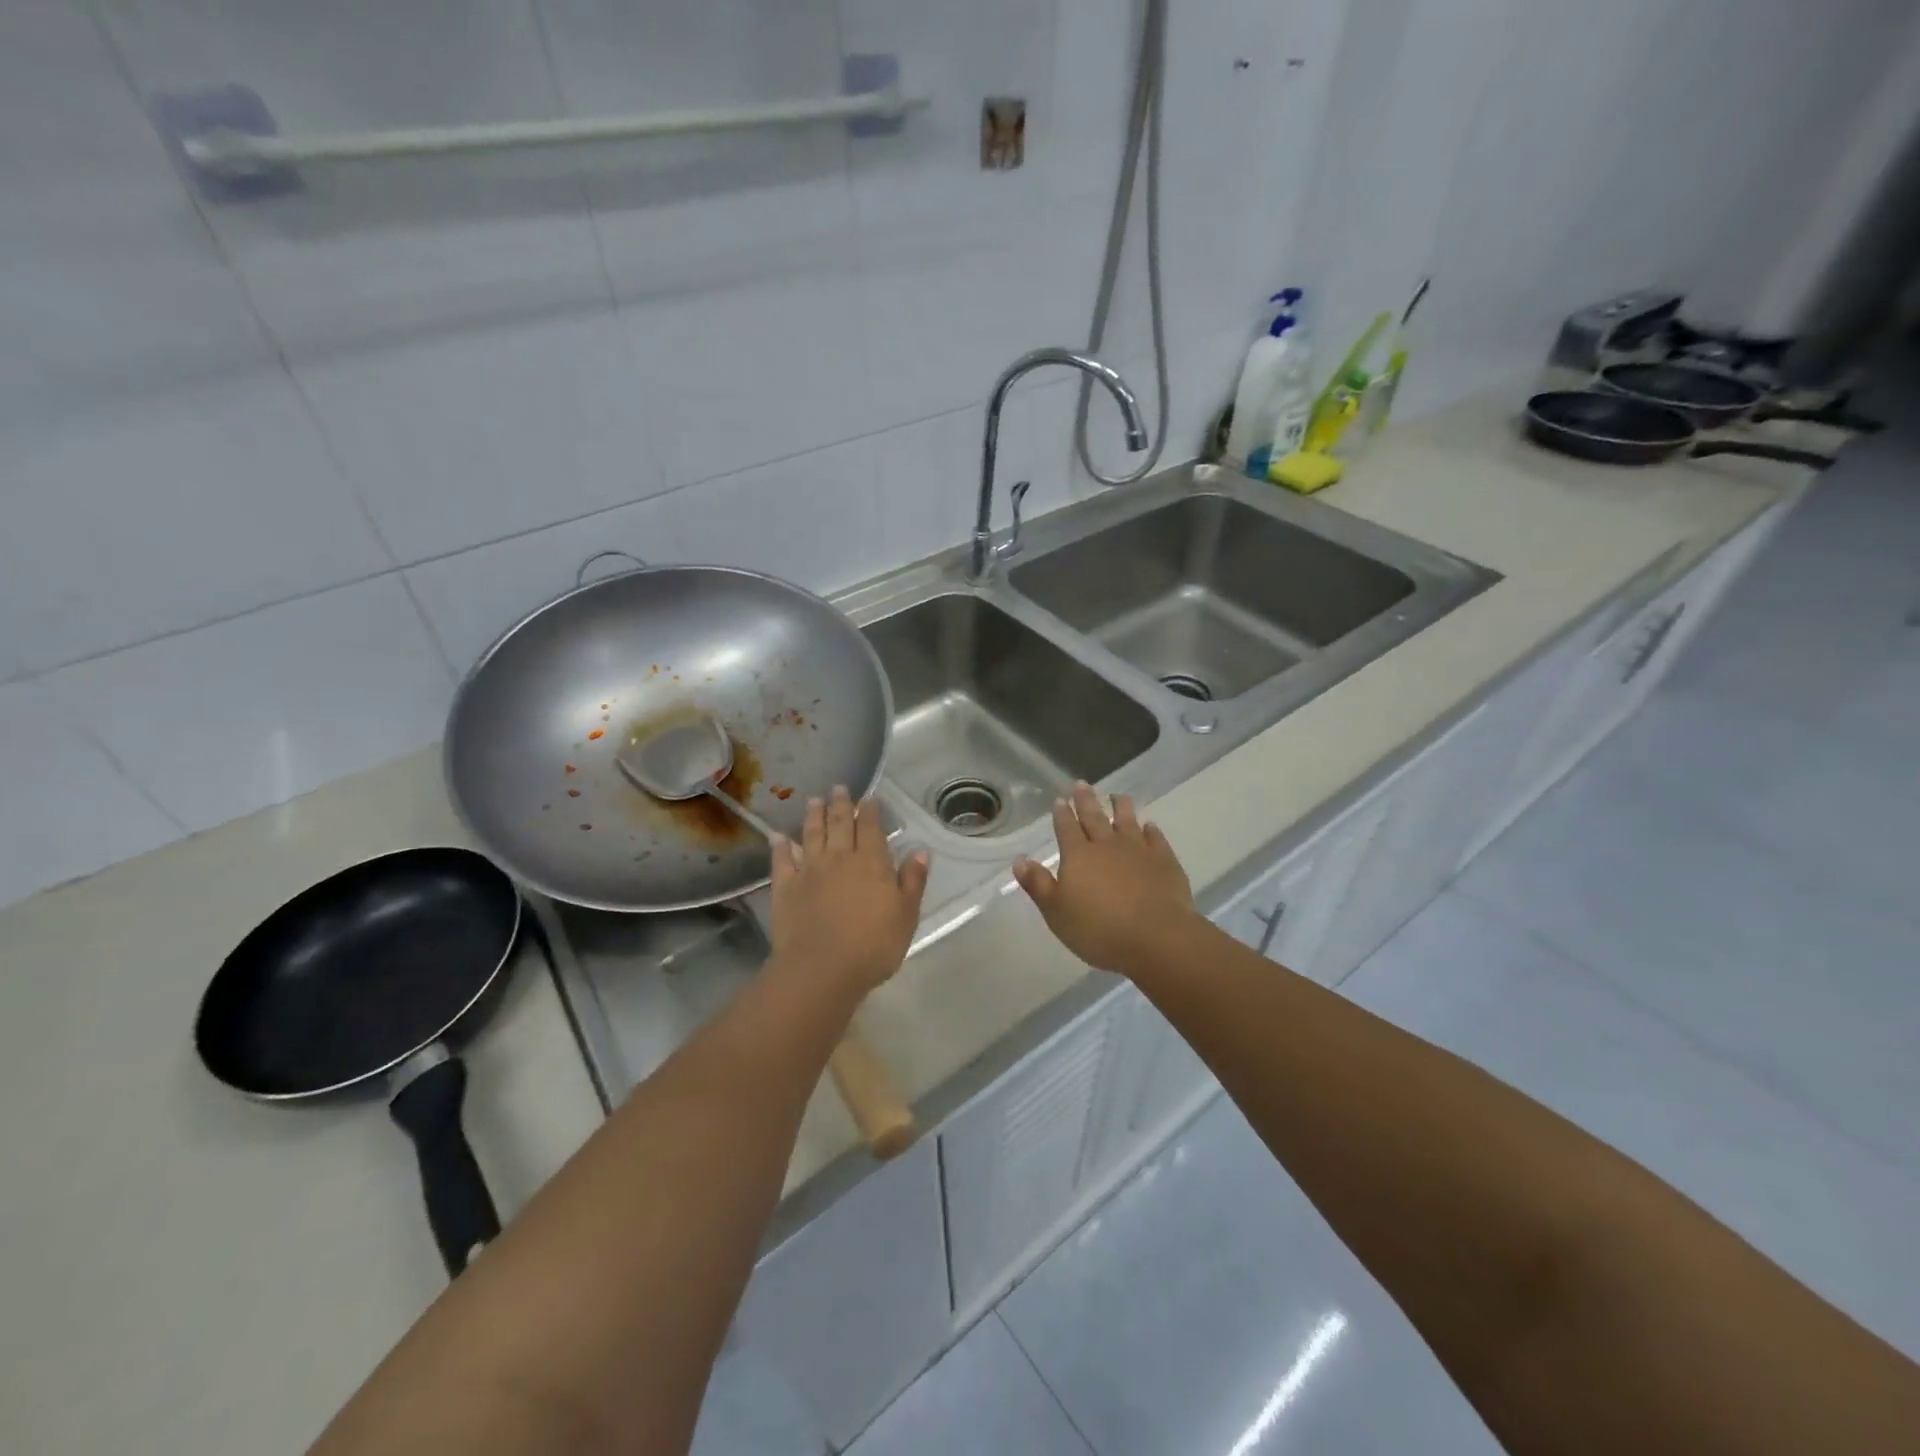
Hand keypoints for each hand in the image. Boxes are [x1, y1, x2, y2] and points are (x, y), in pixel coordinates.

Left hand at [768, 787, 928, 1000]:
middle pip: (840, 824)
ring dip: (813, 816)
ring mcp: (809, 871)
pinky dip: (780, 846)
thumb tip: (920, 851)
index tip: (869, 797)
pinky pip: (782, 860)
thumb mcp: (906, 915)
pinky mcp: (785, 887)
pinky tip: (777, 836)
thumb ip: (913, 881)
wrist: (821, 969)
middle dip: (840, 804)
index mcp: (871, 863)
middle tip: (838, 787)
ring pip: (811, 835)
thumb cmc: (873, 946)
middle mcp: (839, 858)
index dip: (870, 811)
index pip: (871, 828)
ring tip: (813, 800)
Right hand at [1013, 782, 1195, 976]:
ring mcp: (1138, 850)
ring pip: (1127, 821)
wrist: (1155, 936)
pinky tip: (1149, 826)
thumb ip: (1038, 885)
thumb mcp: (1056, 912)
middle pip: (1094, 817)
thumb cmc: (1098, 929)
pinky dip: (1151, 831)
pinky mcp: (1164, 861)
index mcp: (1078, 856)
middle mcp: (1107, 845)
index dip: (1062, 814)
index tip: (1060, 800)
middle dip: (1086, 800)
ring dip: (1121, 807)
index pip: (1066, 828)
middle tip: (1082, 784)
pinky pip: (1156, 839)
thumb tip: (1019, 861)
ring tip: (1117, 795)